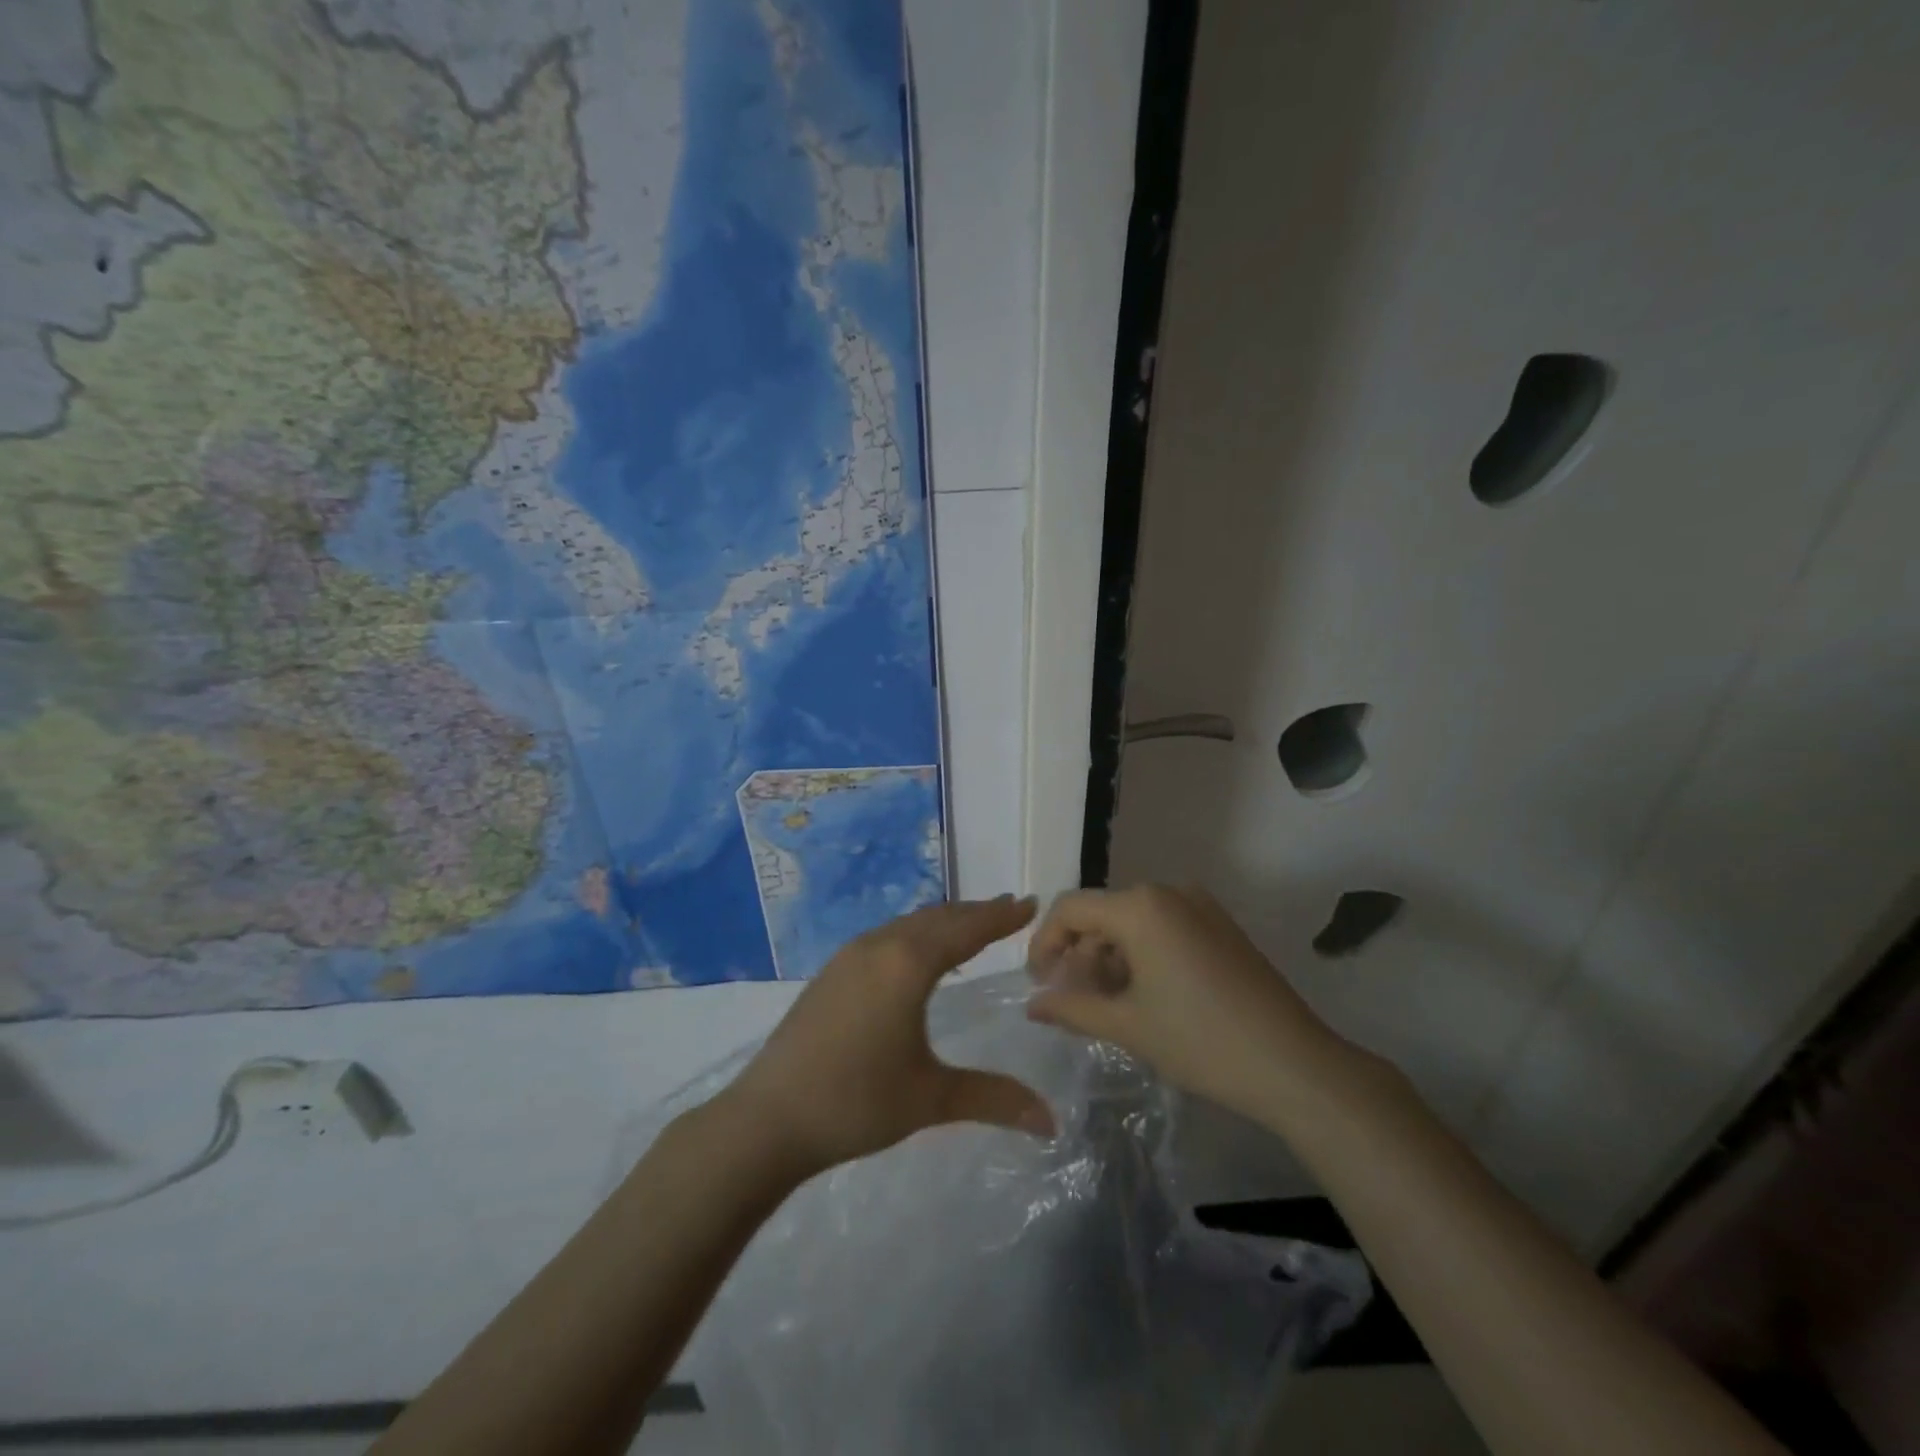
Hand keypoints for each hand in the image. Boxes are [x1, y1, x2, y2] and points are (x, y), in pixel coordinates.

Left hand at [722, 896, 1053, 1178]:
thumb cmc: (856, 1102)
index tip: (1030, 903)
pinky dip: (916, 934)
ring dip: (944, 921)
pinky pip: (886, 936)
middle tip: (1009, 908)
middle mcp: (879, 946)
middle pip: (937, 918)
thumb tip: (1051, 1122)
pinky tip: (918, 955)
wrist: (767, 1118)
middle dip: (976, 912)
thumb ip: (993, 1099)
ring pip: (908, 924)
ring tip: (971, 926)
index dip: (1001, 916)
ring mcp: (849, 956)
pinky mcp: (831, 972)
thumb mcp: (930, 1098)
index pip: (966, 929)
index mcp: (907, 964)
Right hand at [1027, 884, 1360, 1120]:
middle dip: (1079, 955)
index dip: (1044, 943)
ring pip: (1133, 923)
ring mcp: (1200, 907)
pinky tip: (1143, 997)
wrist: (1294, 1065)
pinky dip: (1141, 956)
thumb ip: (1070, 1007)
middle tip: (1070, 1001)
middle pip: (1103, 914)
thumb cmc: (1200, 1041)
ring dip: (1109, 958)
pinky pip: (1164, 929)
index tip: (1038, 984)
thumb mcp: (1126, 1025)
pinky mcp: (1221, 927)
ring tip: (1105, 1005)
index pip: (1071, 908)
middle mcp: (1169, 892)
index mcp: (1141, 906)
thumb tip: (1033, 1004)